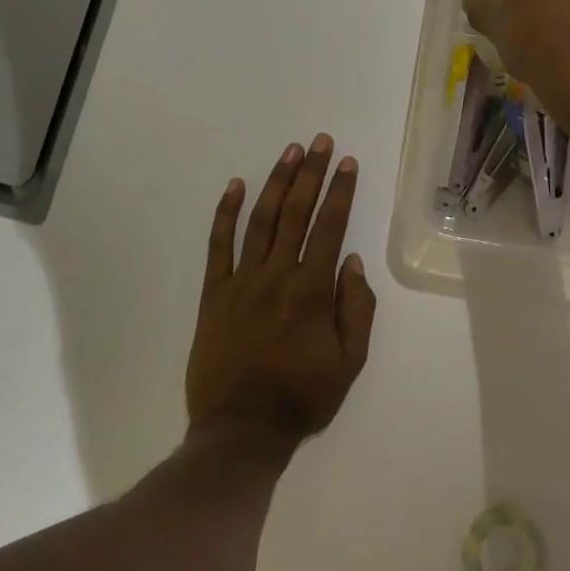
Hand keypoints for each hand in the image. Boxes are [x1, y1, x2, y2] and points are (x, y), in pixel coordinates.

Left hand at [188, 136, 376, 448]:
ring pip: (260, 219)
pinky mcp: (213, 292)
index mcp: (311, 290)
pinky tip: (235, 185)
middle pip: (296, 212)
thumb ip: (356, 309)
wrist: (241, 428)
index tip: (347, 163)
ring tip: (290, 151)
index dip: (340, 192)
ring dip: (277, 182)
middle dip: (311, 173)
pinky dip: (225, 212)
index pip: (329, 227)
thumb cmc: (302, 397)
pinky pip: (218, 245)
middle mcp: (276, 274)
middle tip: (321, 141)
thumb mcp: (349, 362)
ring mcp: (241, 280)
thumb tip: (352, 261)